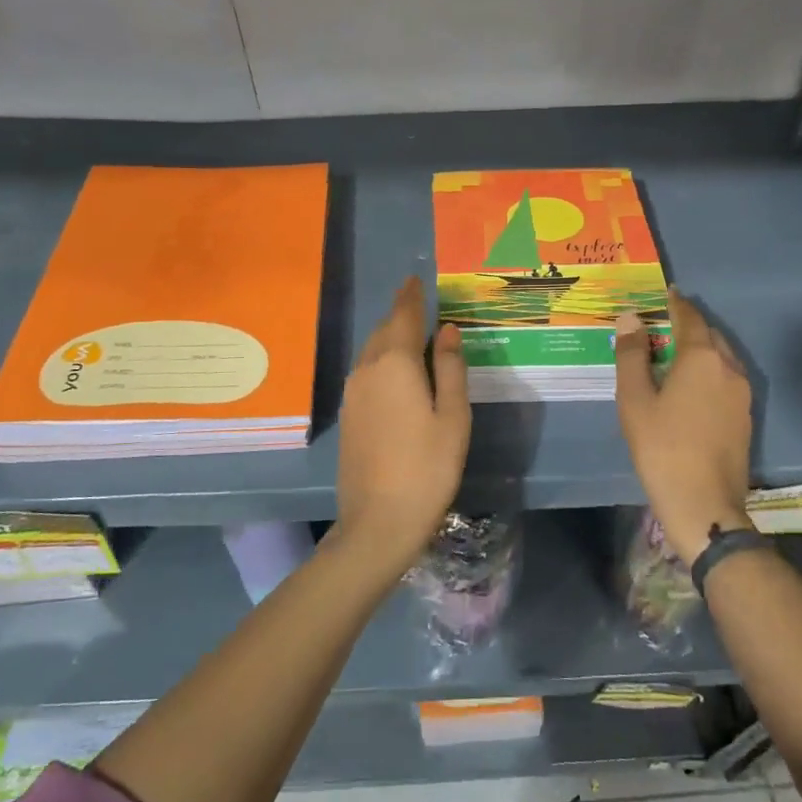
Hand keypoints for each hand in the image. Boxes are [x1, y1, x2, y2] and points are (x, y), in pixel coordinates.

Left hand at [333, 276, 470, 580]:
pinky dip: (381, 360)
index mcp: (395, 363)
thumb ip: (451, 368)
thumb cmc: (428, 467)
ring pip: (371, 351)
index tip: (415, 279)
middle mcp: (367, 370)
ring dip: (389, 338)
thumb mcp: (453, 416)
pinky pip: (365, 372)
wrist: (378, 522)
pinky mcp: (348, 415)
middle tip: (419, 305)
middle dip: (400, 315)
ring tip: (412, 335)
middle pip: (383, 331)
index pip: (403, 316)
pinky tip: (396, 373)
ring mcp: (352, 393)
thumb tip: (447, 329)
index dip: (411, 296)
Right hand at [615, 290, 752, 566]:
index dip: (676, 303)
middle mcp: (729, 368)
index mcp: (702, 358)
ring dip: (700, 348)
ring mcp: (742, 394)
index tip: (665, 292)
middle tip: (662, 324)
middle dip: (688, 325)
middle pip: (710, 335)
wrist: (703, 503)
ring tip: (673, 353)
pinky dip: (708, 370)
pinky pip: (726, 379)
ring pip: (721, 357)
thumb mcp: (635, 399)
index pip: (690, 317)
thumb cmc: (661, 446)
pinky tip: (690, 385)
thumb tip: (631, 318)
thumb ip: (632, 355)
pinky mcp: (745, 417)